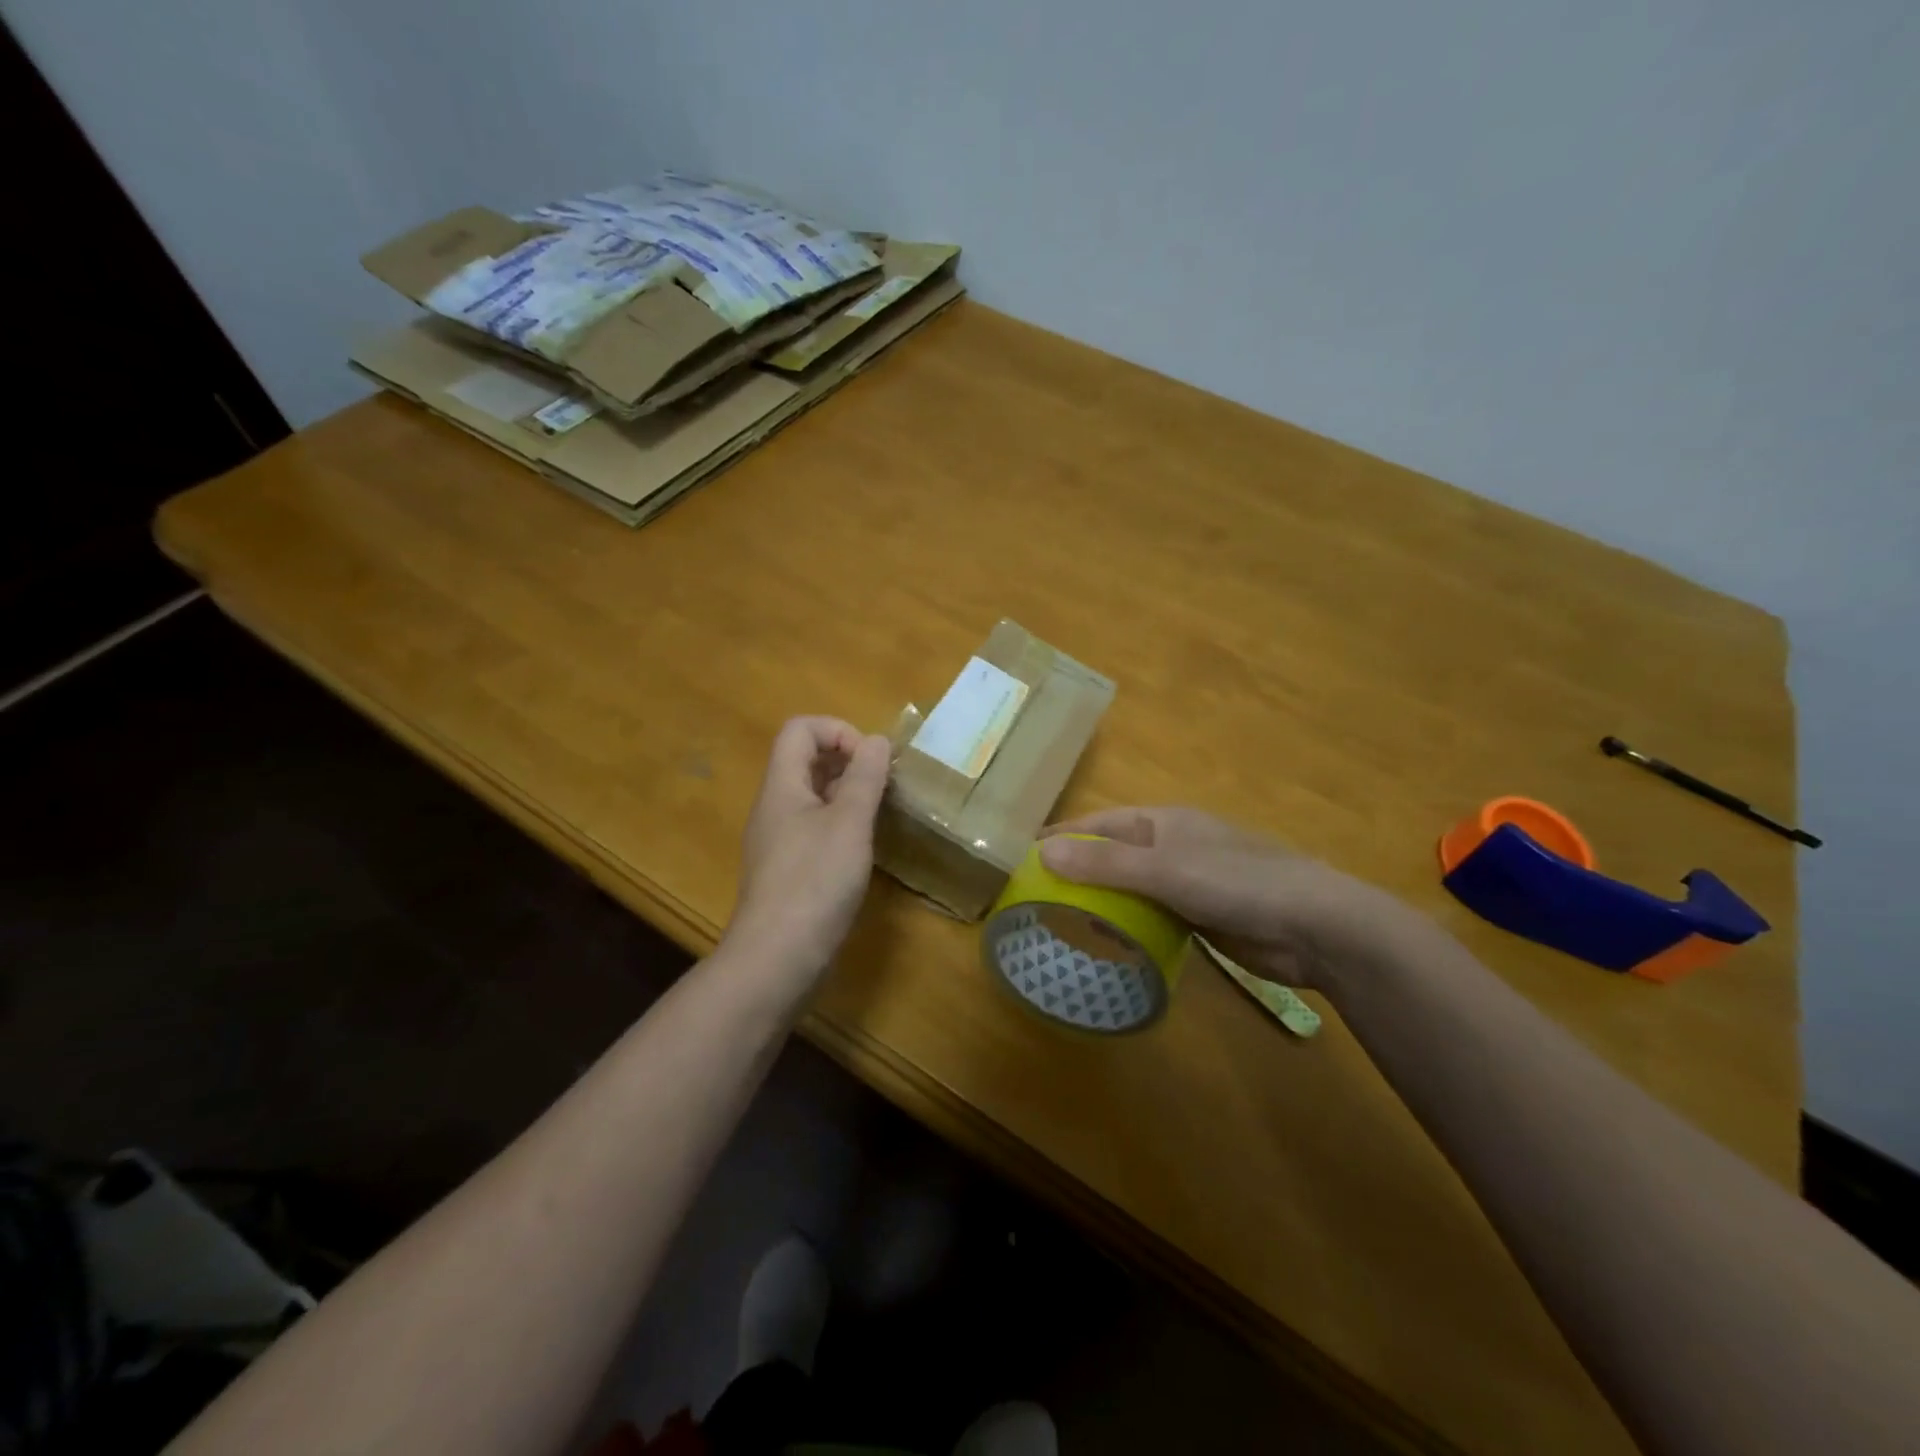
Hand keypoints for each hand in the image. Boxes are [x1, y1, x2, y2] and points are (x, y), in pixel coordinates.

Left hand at [722, 717, 892, 986]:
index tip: (870, 760)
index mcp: (782, 786)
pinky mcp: (788, 869)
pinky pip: (814, 828)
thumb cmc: (815, 882)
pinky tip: (862, 849)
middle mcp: (775, 806)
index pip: (800, 729)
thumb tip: (876, 740)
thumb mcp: (849, 823)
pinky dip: (841, 825)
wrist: (777, 958)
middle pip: (805, 759)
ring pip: (813, 796)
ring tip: (879, 813)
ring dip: (847, 793)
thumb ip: (865, 778)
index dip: (838, 731)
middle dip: (848, 761)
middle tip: (882, 785)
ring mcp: (779, 840)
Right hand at [1039, 807, 1415, 997]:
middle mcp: (1173, 845)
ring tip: (1062, 921)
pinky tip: (1110, 941)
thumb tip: (1041, 852)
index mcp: (1163, 822)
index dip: (1062, 835)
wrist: (1316, 926)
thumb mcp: (1165, 870)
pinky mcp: (1203, 915)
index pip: (1099, 823)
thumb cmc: (1237, 883)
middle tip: (1036, 895)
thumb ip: (1105, 864)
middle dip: (1078, 870)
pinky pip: (1154, 914)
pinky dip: (1130, 923)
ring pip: (1133, 886)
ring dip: (1102, 899)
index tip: (1022, 854)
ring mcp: (1190, 881)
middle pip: (1113, 854)